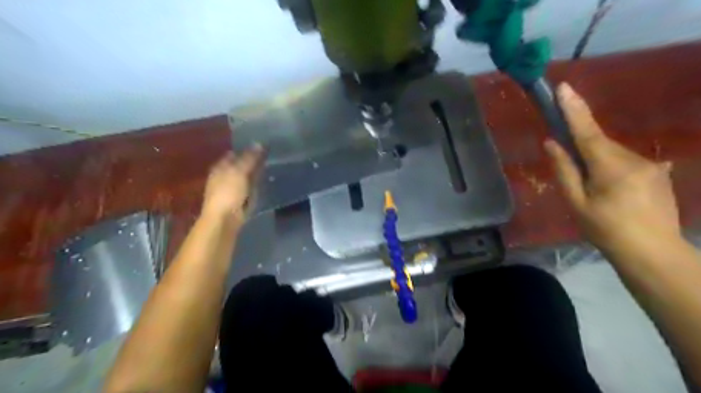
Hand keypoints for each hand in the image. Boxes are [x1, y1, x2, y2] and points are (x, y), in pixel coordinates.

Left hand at [204, 146, 267, 222]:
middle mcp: (225, 176)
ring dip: (256, 173)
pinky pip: (251, 189)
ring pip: (247, 177)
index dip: (245, 149)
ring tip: (271, 167)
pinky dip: (257, 186)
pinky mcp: (241, 200)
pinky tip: (266, 183)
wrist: (225, 219)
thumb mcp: (239, 172)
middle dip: (252, 162)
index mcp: (221, 167)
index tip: (261, 146)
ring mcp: (233, 189)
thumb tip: (259, 143)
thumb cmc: (228, 192)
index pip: (233, 154)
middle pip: (241, 165)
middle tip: (269, 156)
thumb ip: (249, 158)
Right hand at [544, 84, 681, 253]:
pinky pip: (626, 162)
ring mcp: (651, 165)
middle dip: (581, 149)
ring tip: (595, 193)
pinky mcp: (659, 173)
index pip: (587, 131)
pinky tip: (614, 193)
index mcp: (610, 167)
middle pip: (599, 143)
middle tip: (571, 172)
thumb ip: (564, 170)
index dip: (573, 109)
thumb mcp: (576, 202)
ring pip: (612, 154)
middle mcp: (634, 159)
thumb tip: (551, 143)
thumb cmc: (606, 230)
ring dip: (596, 163)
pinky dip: (611, 169)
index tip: (563, 87)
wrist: (653, 254)